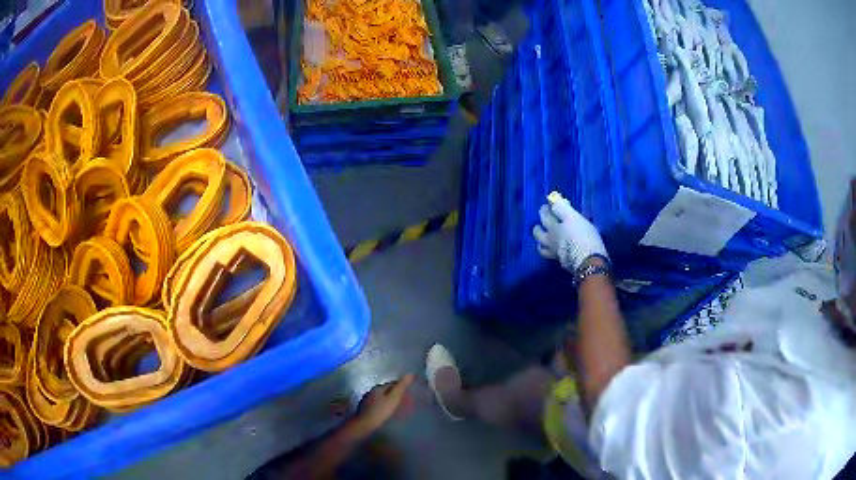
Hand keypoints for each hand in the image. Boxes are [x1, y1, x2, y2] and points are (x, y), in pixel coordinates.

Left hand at [352, 374, 413, 434]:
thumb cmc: (380, 411)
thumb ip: (401, 387)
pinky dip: (385, 406)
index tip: (410, 392)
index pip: (393, 383)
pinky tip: (388, 412)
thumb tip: (410, 374)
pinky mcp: (366, 409)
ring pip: (382, 398)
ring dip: (391, 401)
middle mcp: (372, 391)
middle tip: (407, 401)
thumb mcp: (393, 399)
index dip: (402, 387)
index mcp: (378, 387)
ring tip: (399, 407)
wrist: (364, 424)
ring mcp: (368, 400)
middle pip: (387, 390)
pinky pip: (379, 404)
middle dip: (397, 394)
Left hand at [532, 192, 607, 272]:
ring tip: (541, 241)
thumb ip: (562, 209)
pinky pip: (551, 257)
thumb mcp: (574, 217)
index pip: (545, 216)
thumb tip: (554, 201)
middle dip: (537, 227)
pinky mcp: (562, 263)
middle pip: (538, 233)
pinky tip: (554, 251)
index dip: (545, 210)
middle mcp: (550, 241)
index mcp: (553, 227)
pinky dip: (549, 253)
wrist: (589, 261)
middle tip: (540, 224)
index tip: (545, 206)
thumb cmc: (583, 236)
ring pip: (541, 247)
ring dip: (540, 242)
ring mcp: (555, 253)